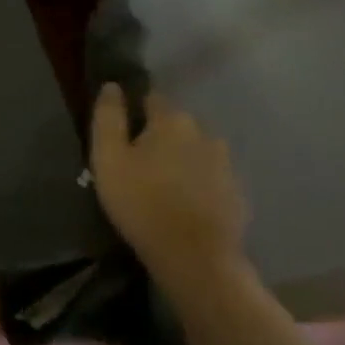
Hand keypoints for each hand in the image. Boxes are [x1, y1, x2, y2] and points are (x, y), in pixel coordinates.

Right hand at [91, 85, 246, 296]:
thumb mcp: (108, 158)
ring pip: (194, 150)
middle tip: (137, 164)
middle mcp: (204, 132)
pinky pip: (210, 176)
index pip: (151, 98)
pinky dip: (197, 183)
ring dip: (179, 159)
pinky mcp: (236, 191)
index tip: (122, 133)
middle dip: (158, 136)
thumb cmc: (142, 203)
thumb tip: (112, 86)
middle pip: (175, 125)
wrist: (195, 258)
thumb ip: (108, 118)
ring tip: (161, 186)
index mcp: (171, 120)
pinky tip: (183, 203)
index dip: (134, 111)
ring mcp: (225, 162)